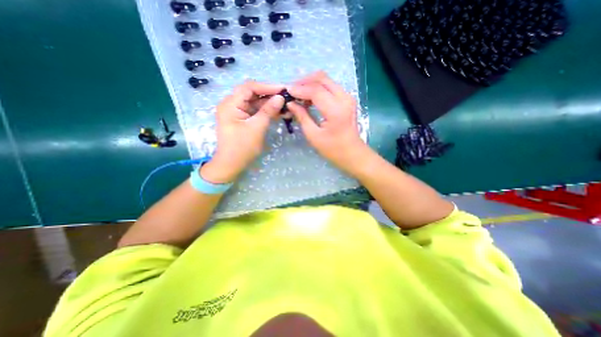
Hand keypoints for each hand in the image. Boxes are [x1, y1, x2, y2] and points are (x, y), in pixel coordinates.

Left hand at [200, 79, 283, 183]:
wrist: (231, 165)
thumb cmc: (242, 148)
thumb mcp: (257, 128)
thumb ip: (268, 111)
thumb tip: (280, 97)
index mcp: (230, 104)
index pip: (249, 87)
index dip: (267, 87)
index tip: (283, 89)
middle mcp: (232, 104)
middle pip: (253, 94)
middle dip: (270, 95)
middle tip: (286, 97)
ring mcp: (237, 112)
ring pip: (256, 103)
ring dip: (270, 104)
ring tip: (286, 106)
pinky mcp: (243, 119)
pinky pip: (256, 111)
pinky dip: (267, 112)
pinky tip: (279, 113)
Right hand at [284, 71, 366, 172]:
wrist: (353, 153)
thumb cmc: (333, 149)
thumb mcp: (314, 136)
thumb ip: (302, 117)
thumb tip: (291, 103)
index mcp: (335, 110)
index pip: (315, 90)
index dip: (299, 89)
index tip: (287, 92)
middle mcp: (344, 99)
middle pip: (322, 78)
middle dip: (304, 81)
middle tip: (292, 91)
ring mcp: (348, 97)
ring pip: (326, 80)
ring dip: (311, 84)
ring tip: (299, 94)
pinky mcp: (348, 99)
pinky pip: (330, 86)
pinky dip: (318, 88)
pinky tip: (309, 97)